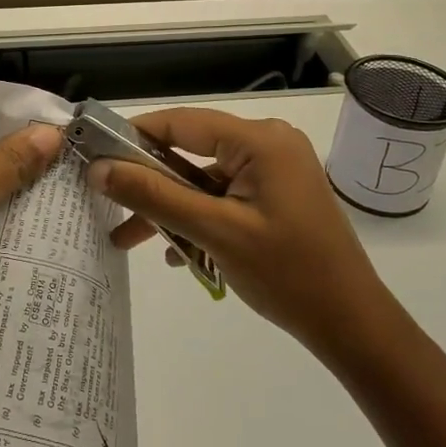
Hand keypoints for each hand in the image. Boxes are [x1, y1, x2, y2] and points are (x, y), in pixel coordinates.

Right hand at [90, 108, 388, 358]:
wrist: (352, 324)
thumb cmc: (286, 274)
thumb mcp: (213, 232)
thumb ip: (154, 196)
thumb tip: (99, 168)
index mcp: (259, 140)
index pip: (181, 122)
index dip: (133, 135)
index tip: (93, 155)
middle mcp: (268, 144)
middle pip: (190, 152)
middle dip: (149, 183)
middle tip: (105, 203)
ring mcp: (275, 170)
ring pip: (203, 179)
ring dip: (171, 207)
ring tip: (128, 239)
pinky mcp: (277, 194)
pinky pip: (224, 196)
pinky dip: (198, 217)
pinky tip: (176, 252)